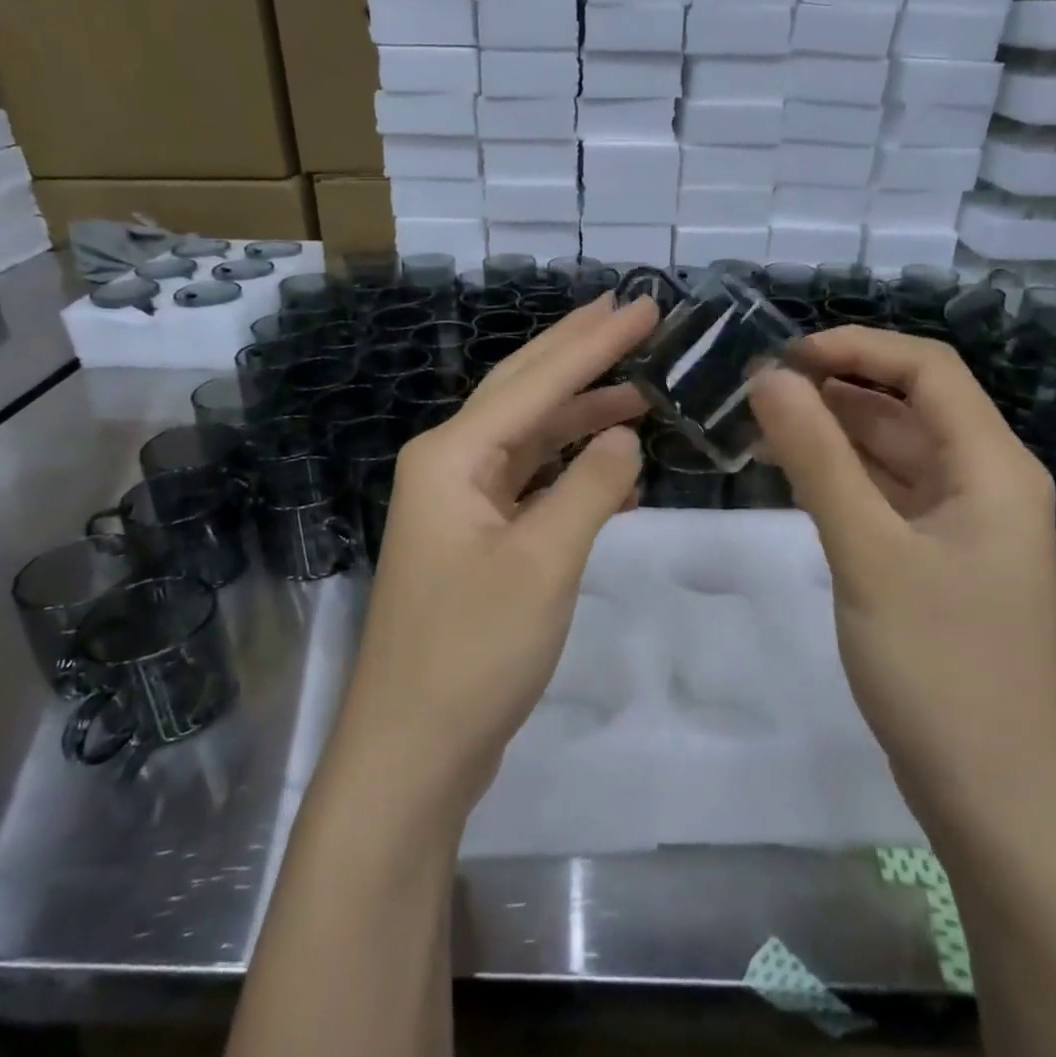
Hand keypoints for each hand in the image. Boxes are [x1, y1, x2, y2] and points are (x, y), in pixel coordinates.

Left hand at [332, 295, 657, 814]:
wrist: (413, 751)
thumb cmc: (473, 652)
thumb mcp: (543, 563)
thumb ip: (589, 487)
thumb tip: (626, 435)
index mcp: (453, 455)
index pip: (537, 381)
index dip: (595, 341)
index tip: (643, 305)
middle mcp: (449, 465)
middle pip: (524, 392)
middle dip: (579, 353)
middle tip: (632, 315)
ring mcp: (460, 504)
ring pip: (529, 438)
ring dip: (581, 413)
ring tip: (638, 387)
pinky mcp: (476, 541)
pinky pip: (530, 484)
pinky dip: (572, 470)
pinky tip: (615, 467)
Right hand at [750, 329, 1055, 835]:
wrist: (995, 799)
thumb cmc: (940, 668)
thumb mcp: (869, 553)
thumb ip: (817, 460)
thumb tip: (768, 378)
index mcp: (992, 466)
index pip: (927, 369)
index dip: (856, 348)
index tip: (782, 358)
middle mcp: (984, 482)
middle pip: (908, 406)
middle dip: (834, 388)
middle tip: (754, 393)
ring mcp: (960, 525)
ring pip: (892, 452)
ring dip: (832, 433)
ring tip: (758, 426)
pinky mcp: (935, 561)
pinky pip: (885, 495)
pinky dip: (840, 477)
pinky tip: (790, 476)